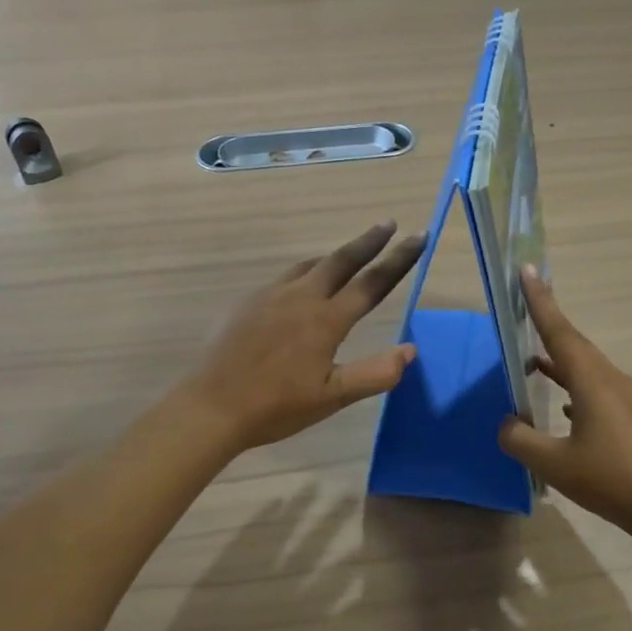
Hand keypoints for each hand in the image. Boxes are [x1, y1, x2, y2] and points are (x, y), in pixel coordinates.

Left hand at [184, 221, 425, 451]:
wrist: (212, 406)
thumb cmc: (277, 406)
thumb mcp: (333, 398)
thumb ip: (375, 373)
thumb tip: (410, 350)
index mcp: (326, 320)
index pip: (372, 283)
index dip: (399, 259)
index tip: (419, 237)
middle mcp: (301, 297)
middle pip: (341, 260)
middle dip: (369, 241)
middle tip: (389, 224)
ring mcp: (271, 296)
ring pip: (311, 265)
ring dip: (335, 256)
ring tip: (350, 253)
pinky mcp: (248, 302)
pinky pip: (286, 277)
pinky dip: (306, 272)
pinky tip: (302, 286)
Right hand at [497, 267, 631, 538]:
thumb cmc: (608, 479)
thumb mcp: (553, 463)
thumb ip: (520, 440)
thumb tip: (507, 423)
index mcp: (592, 381)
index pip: (559, 332)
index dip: (540, 302)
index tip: (528, 271)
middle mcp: (611, 379)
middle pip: (574, 344)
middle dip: (548, 324)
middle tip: (525, 306)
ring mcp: (626, 397)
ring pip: (586, 367)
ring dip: (559, 360)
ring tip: (533, 361)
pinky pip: (596, 387)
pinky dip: (574, 385)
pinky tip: (564, 407)